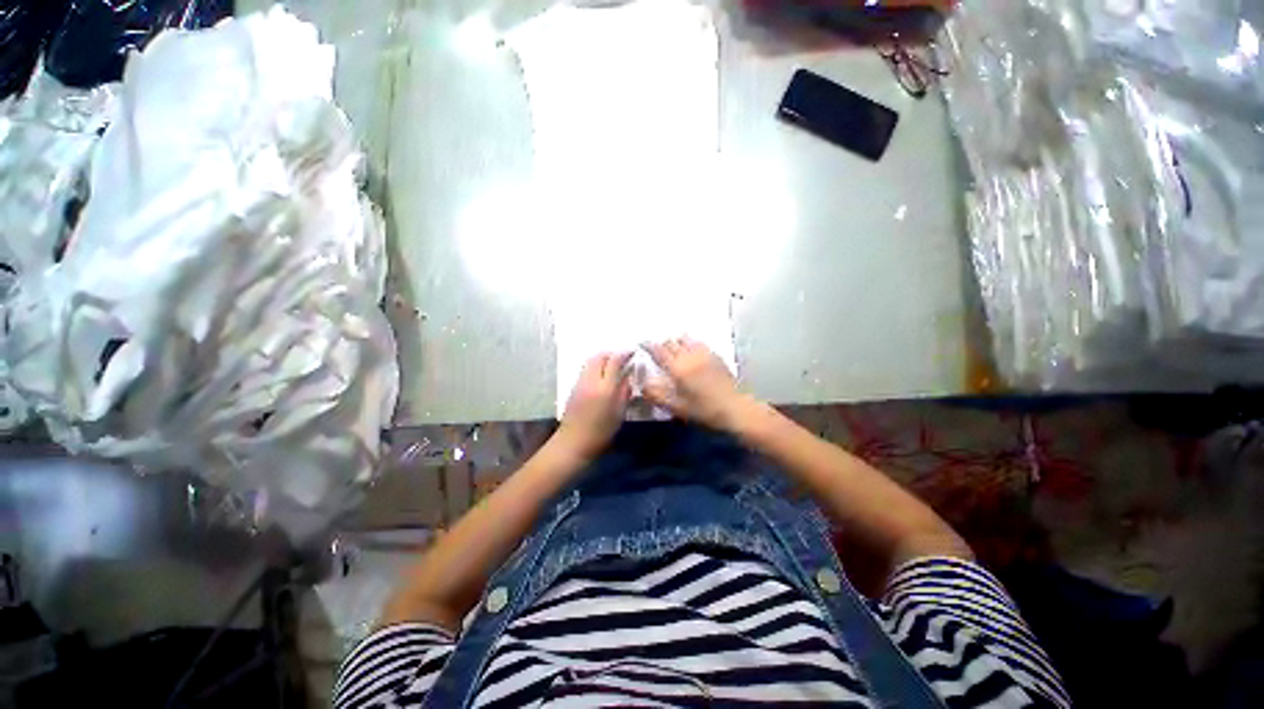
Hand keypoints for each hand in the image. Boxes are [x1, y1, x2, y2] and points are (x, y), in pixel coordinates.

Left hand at [557, 352, 633, 459]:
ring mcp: (580, 382)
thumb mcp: (620, 413)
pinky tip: (601, 376)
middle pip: (600, 356)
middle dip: (612, 354)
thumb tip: (628, 377)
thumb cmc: (601, 432)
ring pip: (591, 361)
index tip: (632, 352)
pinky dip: (595, 366)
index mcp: (606, 388)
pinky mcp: (574, 387)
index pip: (615, 361)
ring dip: (602, 359)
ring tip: (612, 366)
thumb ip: (625, 392)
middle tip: (622, 359)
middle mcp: (591, 380)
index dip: (624, 354)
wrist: (573, 442)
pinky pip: (586, 369)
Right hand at [643, 338, 751, 430]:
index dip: (648, 346)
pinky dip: (691, 343)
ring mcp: (704, 354)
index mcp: (677, 367)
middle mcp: (689, 356)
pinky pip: (699, 343)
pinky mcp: (716, 356)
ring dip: (677, 341)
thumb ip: (657, 394)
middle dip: (662, 344)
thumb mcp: (677, 407)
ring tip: (674, 347)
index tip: (642, 343)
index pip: (658, 351)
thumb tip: (643, 384)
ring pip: (686, 340)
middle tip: (657, 350)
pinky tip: (692, 349)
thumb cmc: (704, 410)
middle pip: (671, 342)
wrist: (736, 408)